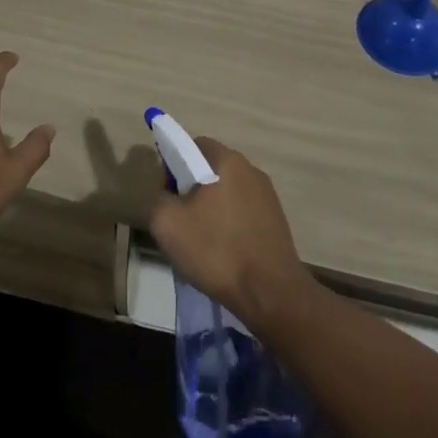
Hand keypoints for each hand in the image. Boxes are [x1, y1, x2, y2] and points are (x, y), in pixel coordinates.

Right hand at [149, 134, 314, 330]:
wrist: (270, 293)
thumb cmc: (216, 250)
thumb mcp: (167, 223)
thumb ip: (160, 197)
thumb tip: (170, 194)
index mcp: (227, 160)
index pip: (193, 145)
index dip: (174, 164)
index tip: (168, 193)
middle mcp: (251, 169)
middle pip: (211, 169)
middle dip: (192, 189)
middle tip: (181, 220)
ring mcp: (267, 195)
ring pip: (227, 192)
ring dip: (212, 208)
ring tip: (202, 241)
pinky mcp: (277, 220)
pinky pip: (243, 212)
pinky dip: (229, 224)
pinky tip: (224, 253)